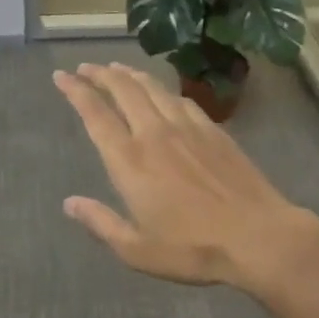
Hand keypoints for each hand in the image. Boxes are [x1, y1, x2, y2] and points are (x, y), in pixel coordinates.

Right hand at [53, 62, 318, 289]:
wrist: (257, 235)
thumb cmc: (192, 248)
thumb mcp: (137, 250)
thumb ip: (101, 223)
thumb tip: (69, 203)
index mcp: (129, 160)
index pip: (95, 114)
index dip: (76, 91)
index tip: (61, 76)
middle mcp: (153, 133)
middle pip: (122, 89)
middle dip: (99, 74)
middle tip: (84, 68)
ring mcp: (185, 126)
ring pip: (150, 87)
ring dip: (129, 74)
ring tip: (116, 68)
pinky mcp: (211, 128)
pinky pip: (179, 98)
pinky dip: (161, 88)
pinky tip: (160, 91)